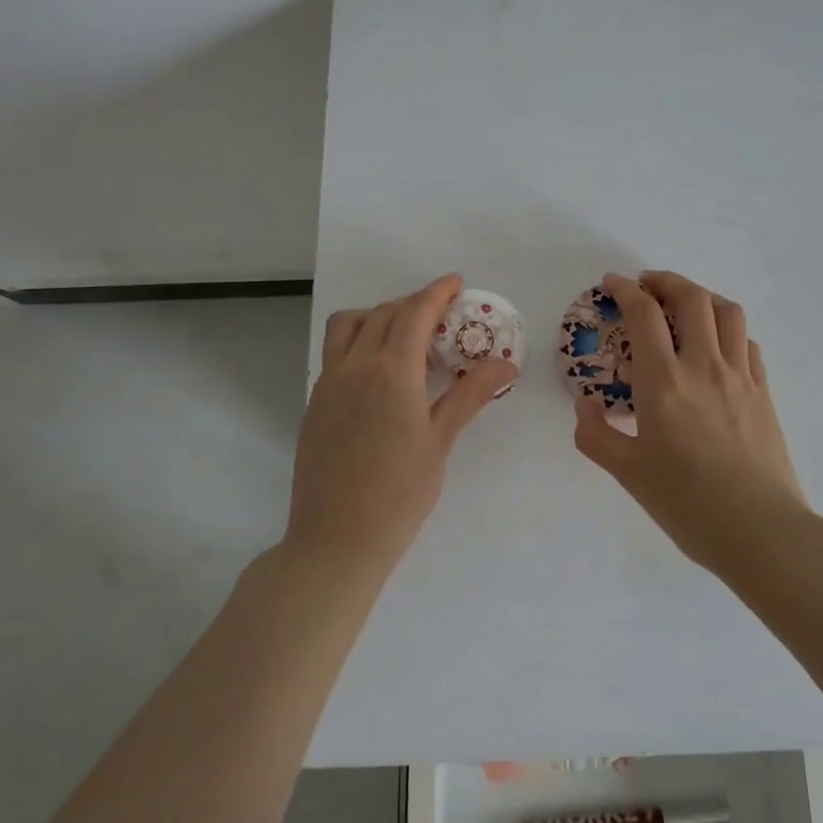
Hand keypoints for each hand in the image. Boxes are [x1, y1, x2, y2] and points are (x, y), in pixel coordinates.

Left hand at [289, 275, 517, 574]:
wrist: (336, 540)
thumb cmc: (400, 493)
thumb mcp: (441, 441)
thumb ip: (471, 394)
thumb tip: (507, 363)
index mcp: (392, 371)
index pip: (415, 312)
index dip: (437, 291)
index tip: (456, 282)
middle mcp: (356, 365)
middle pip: (385, 313)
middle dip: (414, 304)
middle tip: (441, 317)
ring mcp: (329, 382)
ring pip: (349, 324)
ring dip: (377, 314)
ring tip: (402, 336)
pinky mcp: (315, 401)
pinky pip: (335, 351)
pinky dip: (358, 340)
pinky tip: (377, 371)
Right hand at [573, 270, 811, 575]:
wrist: (763, 533)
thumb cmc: (689, 504)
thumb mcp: (628, 474)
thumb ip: (596, 435)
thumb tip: (585, 406)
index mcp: (664, 381)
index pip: (644, 314)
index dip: (625, 290)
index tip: (612, 284)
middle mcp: (704, 366)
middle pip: (691, 297)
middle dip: (665, 281)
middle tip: (647, 286)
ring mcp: (740, 376)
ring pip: (727, 312)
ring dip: (702, 296)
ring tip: (685, 304)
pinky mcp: (764, 392)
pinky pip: (747, 342)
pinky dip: (728, 329)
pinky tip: (718, 345)